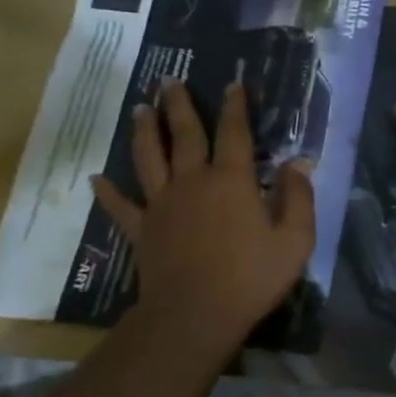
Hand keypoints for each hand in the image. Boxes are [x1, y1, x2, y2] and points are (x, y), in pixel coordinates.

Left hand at [91, 77, 314, 348]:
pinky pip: (121, 207)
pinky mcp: (143, 231)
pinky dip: (108, 192)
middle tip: (170, 81)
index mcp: (232, 181)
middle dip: (179, 106)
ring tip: (141, 108)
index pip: (235, 134)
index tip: (234, 84)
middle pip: (185, 135)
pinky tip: (96, 178)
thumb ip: (299, 198)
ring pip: (149, 159)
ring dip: (145, 132)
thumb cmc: (252, 277)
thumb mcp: (295, 239)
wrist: (195, 315)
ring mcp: (162, 205)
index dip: (236, 107)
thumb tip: (297, 164)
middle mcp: (193, 182)